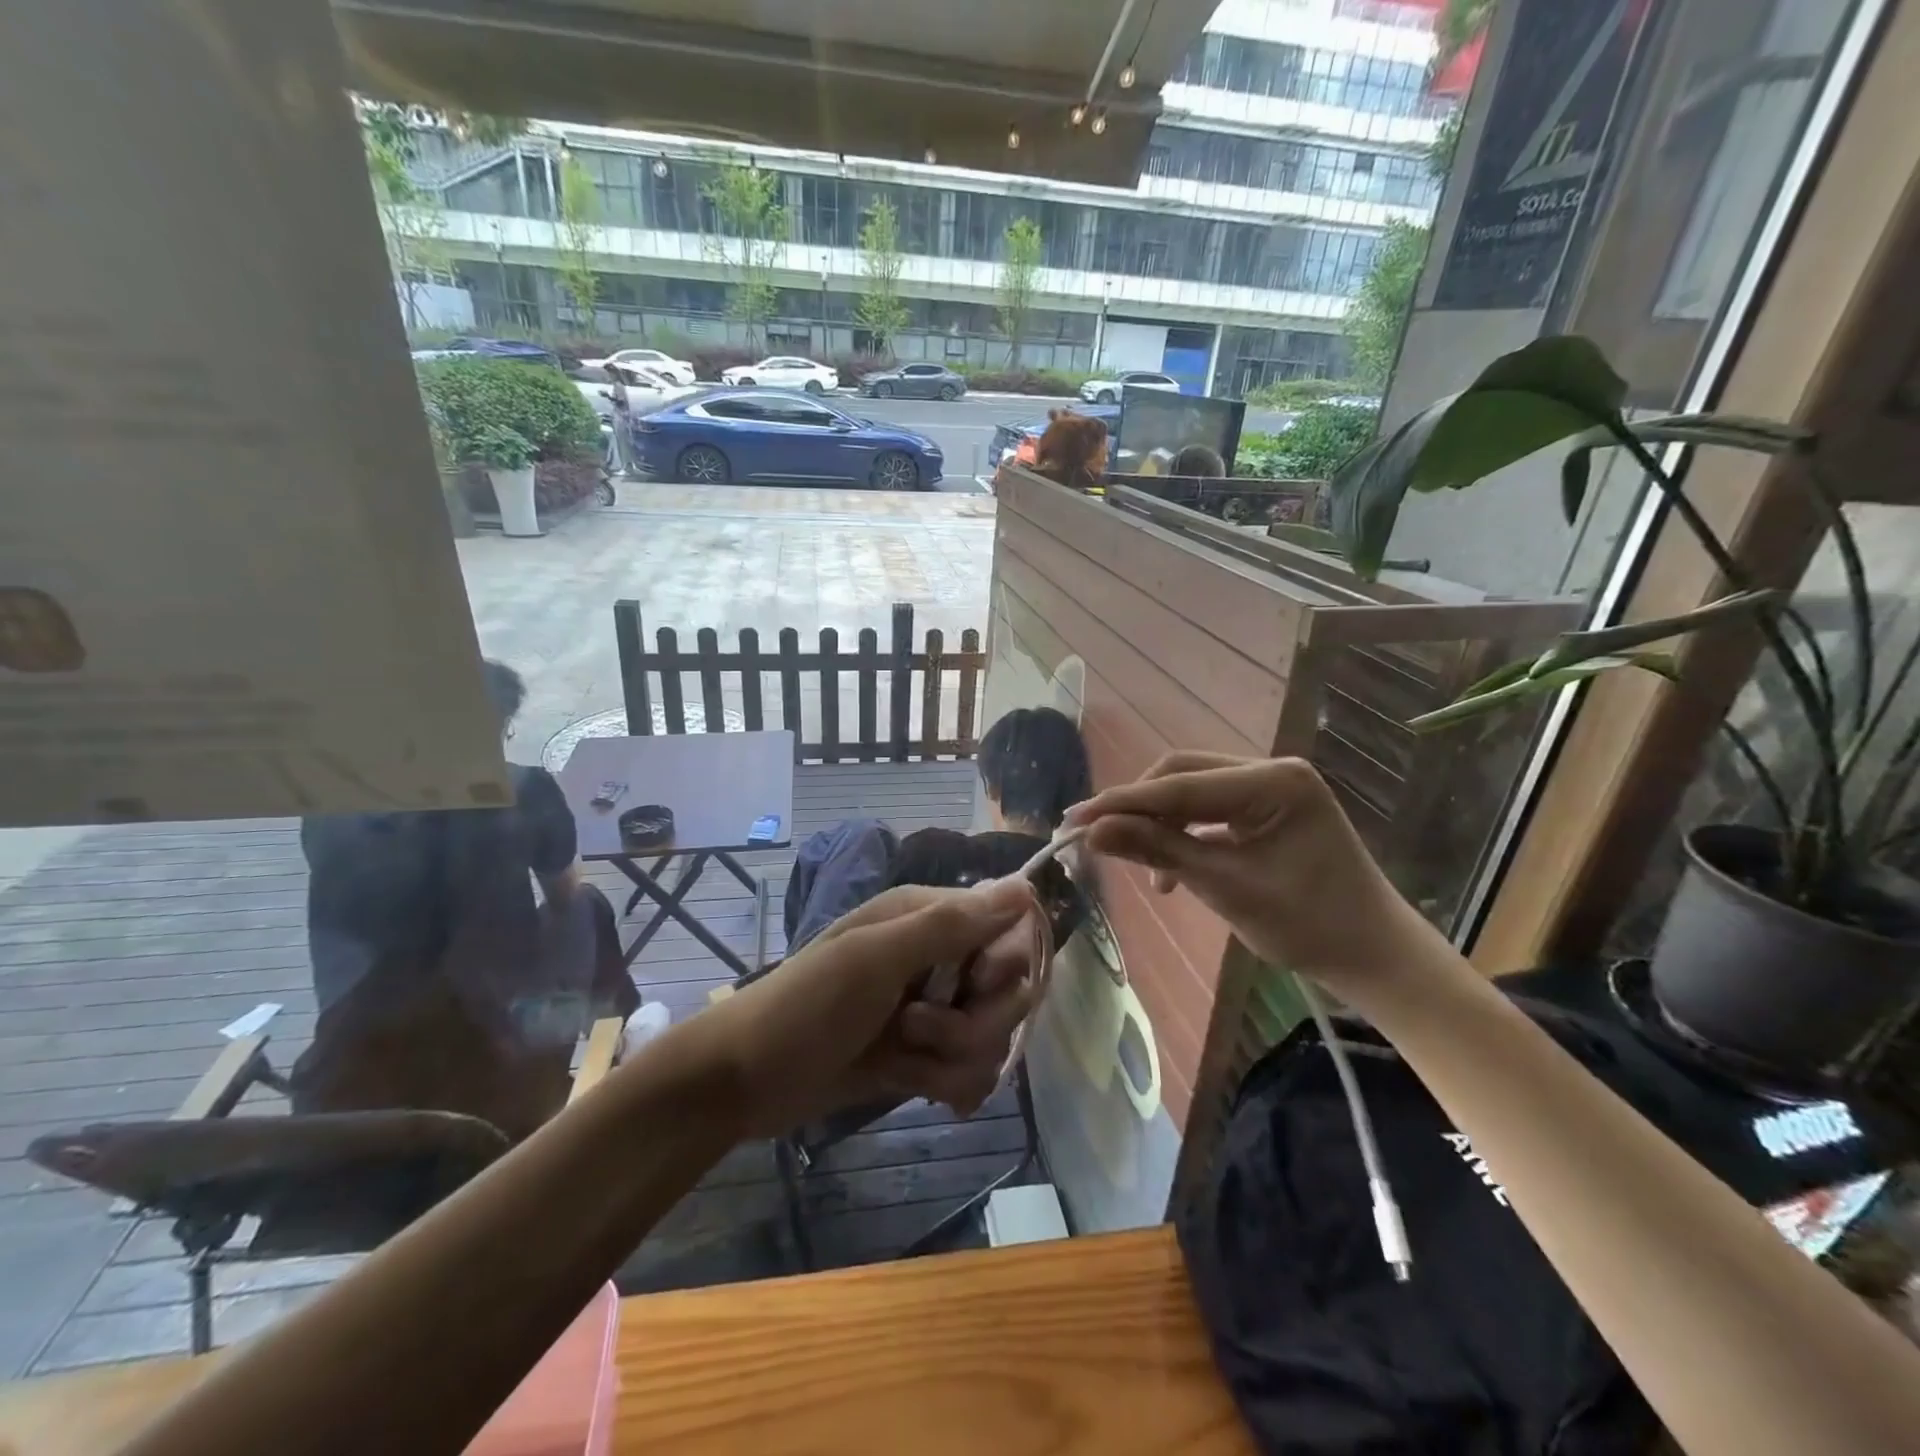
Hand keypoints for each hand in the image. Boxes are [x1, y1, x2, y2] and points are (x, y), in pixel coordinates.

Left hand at [701, 879, 1041, 1136]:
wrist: (744, 1081)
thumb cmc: (805, 1007)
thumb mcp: (874, 959)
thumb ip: (950, 925)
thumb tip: (1025, 887)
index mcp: (928, 918)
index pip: (1010, 930)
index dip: (1005, 963)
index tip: (977, 984)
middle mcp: (939, 958)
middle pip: (1009, 991)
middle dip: (973, 1023)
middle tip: (915, 1029)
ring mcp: (934, 1010)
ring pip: (993, 1038)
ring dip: (953, 1059)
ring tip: (902, 1060)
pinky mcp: (926, 1055)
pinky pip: (973, 1072)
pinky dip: (947, 1084)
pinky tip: (914, 1086)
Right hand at [1063, 753, 1453, 1003]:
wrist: (1374, 956)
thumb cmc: (1309, 926)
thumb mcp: (1226, 887)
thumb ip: (1158, 850)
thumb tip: (1093, 831)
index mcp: (1274, 782)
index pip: (1180, 785)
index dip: (1122, 802)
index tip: (1072, 819)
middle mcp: (1272, 770)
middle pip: (1183, 774)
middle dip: (1138, 806)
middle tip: (1095, 836)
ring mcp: (1272, 786)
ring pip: (1192, 789)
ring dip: (1159, 821)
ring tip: (1134, 859)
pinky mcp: (1268, 806)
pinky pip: (1210, 808)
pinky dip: (1183, 832)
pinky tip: (1171, 870)